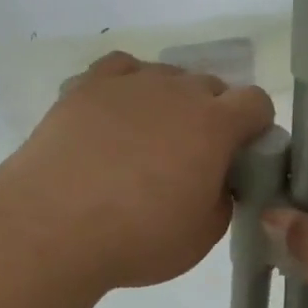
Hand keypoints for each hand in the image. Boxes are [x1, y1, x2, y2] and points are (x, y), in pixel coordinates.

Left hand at [0, 51, 275, 291]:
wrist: (52, 226)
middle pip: (210, 86)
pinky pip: (120, 69)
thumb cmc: (136, 237)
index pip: (256, 102)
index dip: (256, 126)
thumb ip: (222, 198)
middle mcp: (177, 91)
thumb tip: (216, 180)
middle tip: (193, 156)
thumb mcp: (202, 236)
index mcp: (214, 124)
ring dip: (170, 100)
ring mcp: (130, 83)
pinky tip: (117, 113)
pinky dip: (127, 86)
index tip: (243, 153)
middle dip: (213, 114)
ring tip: (147, 138)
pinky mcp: (88, 86)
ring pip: (166, 75)